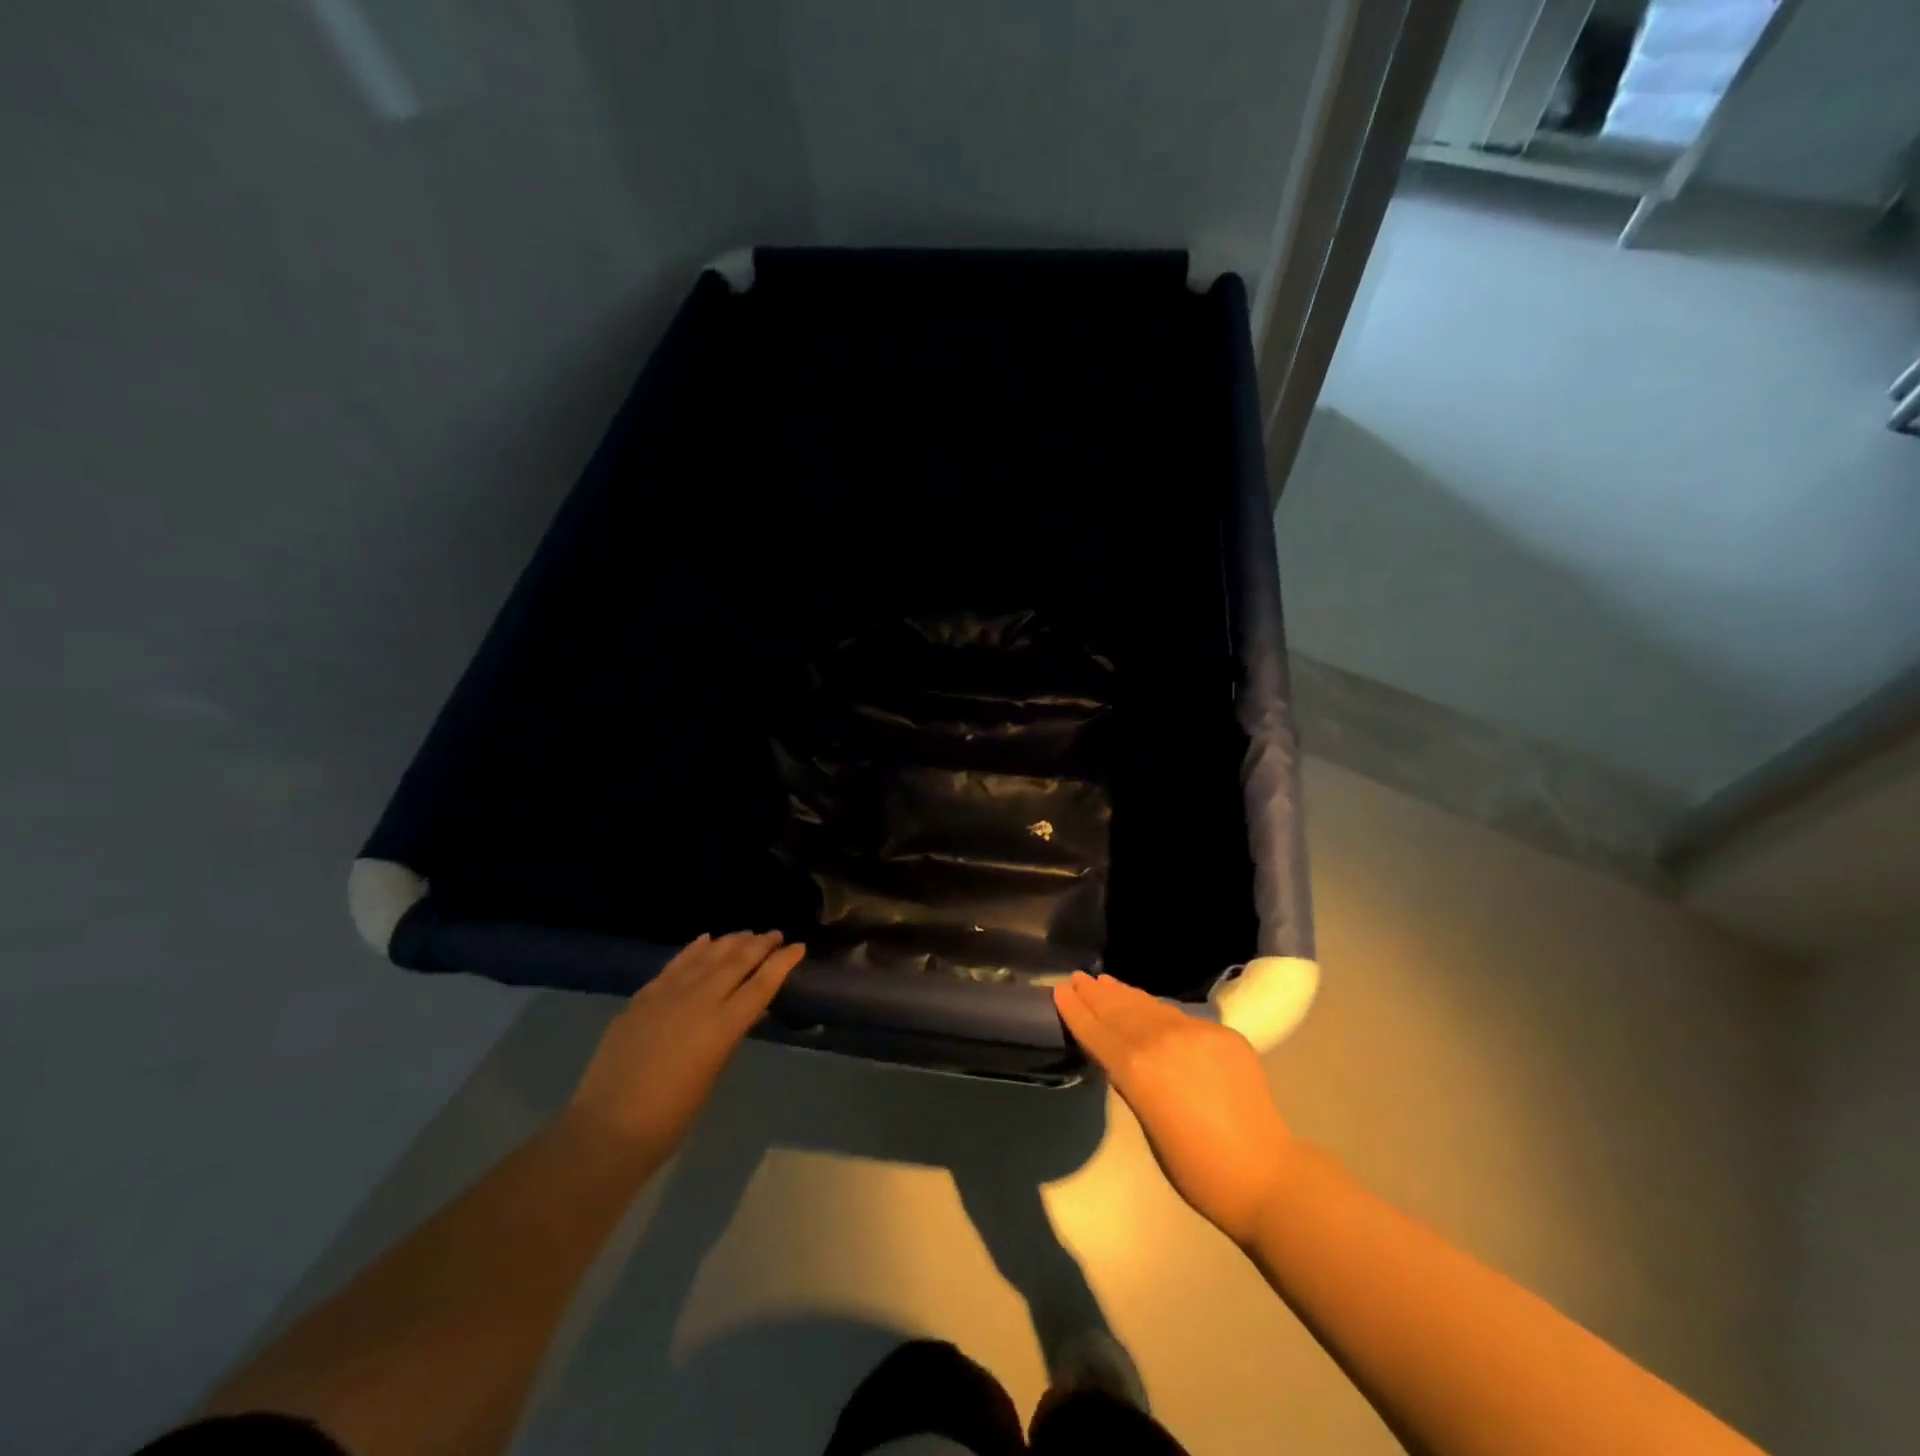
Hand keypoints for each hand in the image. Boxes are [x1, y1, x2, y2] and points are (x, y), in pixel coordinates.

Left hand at [566, 931, 803, 1156]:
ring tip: (746, 934)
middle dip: (759, 945)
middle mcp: (698, 1001)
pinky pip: (674, 964)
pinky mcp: (642, 998)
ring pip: (706, 956)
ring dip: (730, 942)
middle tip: (776, 934)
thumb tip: (744, 1012)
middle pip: (736, 962)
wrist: (606, 1128)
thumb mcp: (712, 1074)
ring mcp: (667, 995)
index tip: (798, 947)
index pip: (761, 985)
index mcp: (722, 1026)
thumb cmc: (670, 1117)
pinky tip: (705, 939)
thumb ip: (728, 1037)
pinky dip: (693, 949)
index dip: (782, 963)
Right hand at [1054, 972, 1295, 1246]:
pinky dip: (1156, 1008)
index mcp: (1137, 1069)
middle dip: (1096, 995)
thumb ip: (1132, 1082)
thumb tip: (1122, 1058)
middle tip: (1077, 979)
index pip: (1097, 1032)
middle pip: (1120, 1011)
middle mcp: (1161, 1040)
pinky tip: (1147, 1005)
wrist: (1264, 1173)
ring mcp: (1194, 1031)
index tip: (1059, 990)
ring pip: (1149, 1006)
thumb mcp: (1148, 1125)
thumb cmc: (1196, 1169)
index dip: (1076, 1011)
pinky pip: (1179, 1016)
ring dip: (1123, 994)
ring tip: (1104, 982)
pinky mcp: (1221, 1032)